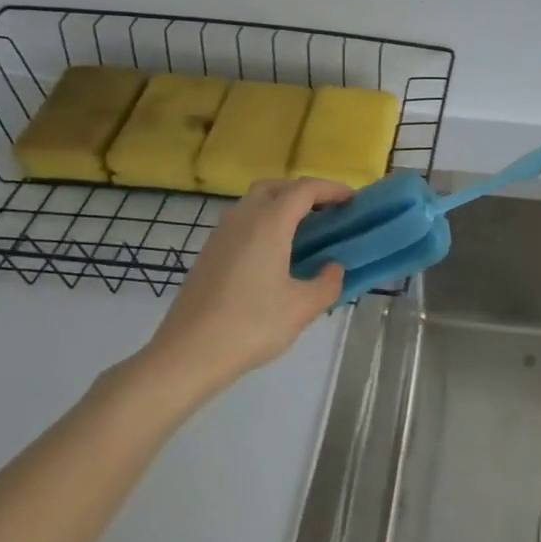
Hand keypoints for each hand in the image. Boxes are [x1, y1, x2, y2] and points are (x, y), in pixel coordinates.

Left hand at [144, 177, 351, 393]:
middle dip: (304, 192)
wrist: (187, 354)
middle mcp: (243, 218)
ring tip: (303, 231)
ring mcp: (221, 234)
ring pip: (254, 203)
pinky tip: (273, 254)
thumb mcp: (302, 308)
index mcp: (269, 223)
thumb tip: (333, 268)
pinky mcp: (208, 253)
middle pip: (276, 187)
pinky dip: (263, 223)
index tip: (353, 200)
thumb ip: (328, 283)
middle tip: (327, 211)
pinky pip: (242, 222)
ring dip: (281, 205)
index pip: (305, 189)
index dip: (332, 189)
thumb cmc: (250, 326)